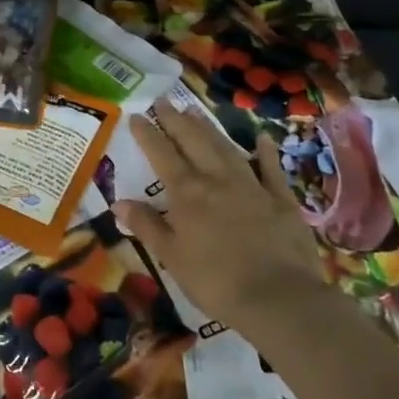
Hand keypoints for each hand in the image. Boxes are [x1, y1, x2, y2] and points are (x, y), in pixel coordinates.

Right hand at [112, 98, 328, 334]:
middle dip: (176, 120)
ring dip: (209, 128)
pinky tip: (262, 137)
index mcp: (187, 193)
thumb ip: (147, 226)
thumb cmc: (216, 281)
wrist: (279, 298)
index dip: (147, 133)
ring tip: (195, 111)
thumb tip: (118, 202)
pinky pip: (271, 168)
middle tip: (163, 101)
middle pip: (193, 141)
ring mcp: (251, 185)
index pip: (161, 154)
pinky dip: (266, 151)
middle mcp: (217, 179)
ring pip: (226, 148)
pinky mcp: (280, 199)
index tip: (137, 115)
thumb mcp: (172, 257)